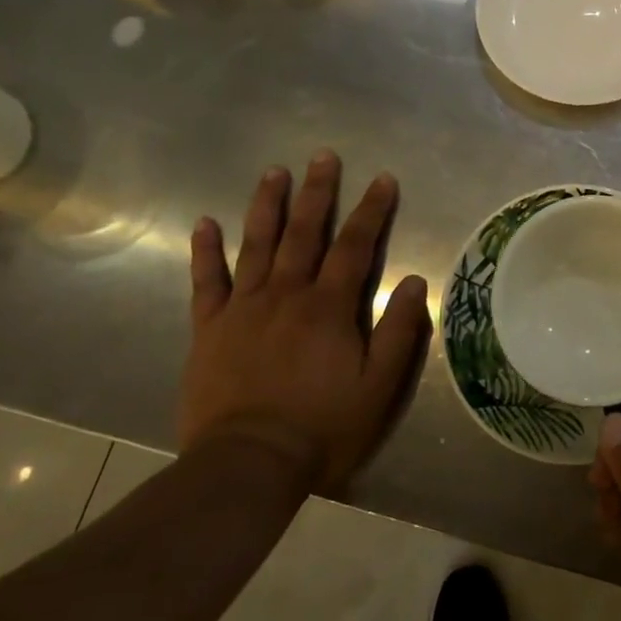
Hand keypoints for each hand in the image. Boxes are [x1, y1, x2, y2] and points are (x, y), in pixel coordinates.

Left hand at [180, 150, 428, 490]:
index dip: (371, 210)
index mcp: (328, 307)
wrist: (247, 465)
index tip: (382, 178)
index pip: (355, 246)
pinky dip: (204, 251)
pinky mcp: (209, 329)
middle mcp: (286, 294)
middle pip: (304, 232)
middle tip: (323, 156)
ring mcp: (243, 308)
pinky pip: (205, 282)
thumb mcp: (379, 386)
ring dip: (266, 206)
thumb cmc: (322, 426)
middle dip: (317, 192)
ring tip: (274, 171)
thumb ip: (399, 330)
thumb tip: (415, 280)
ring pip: (256, 245)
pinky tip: (204, 223)